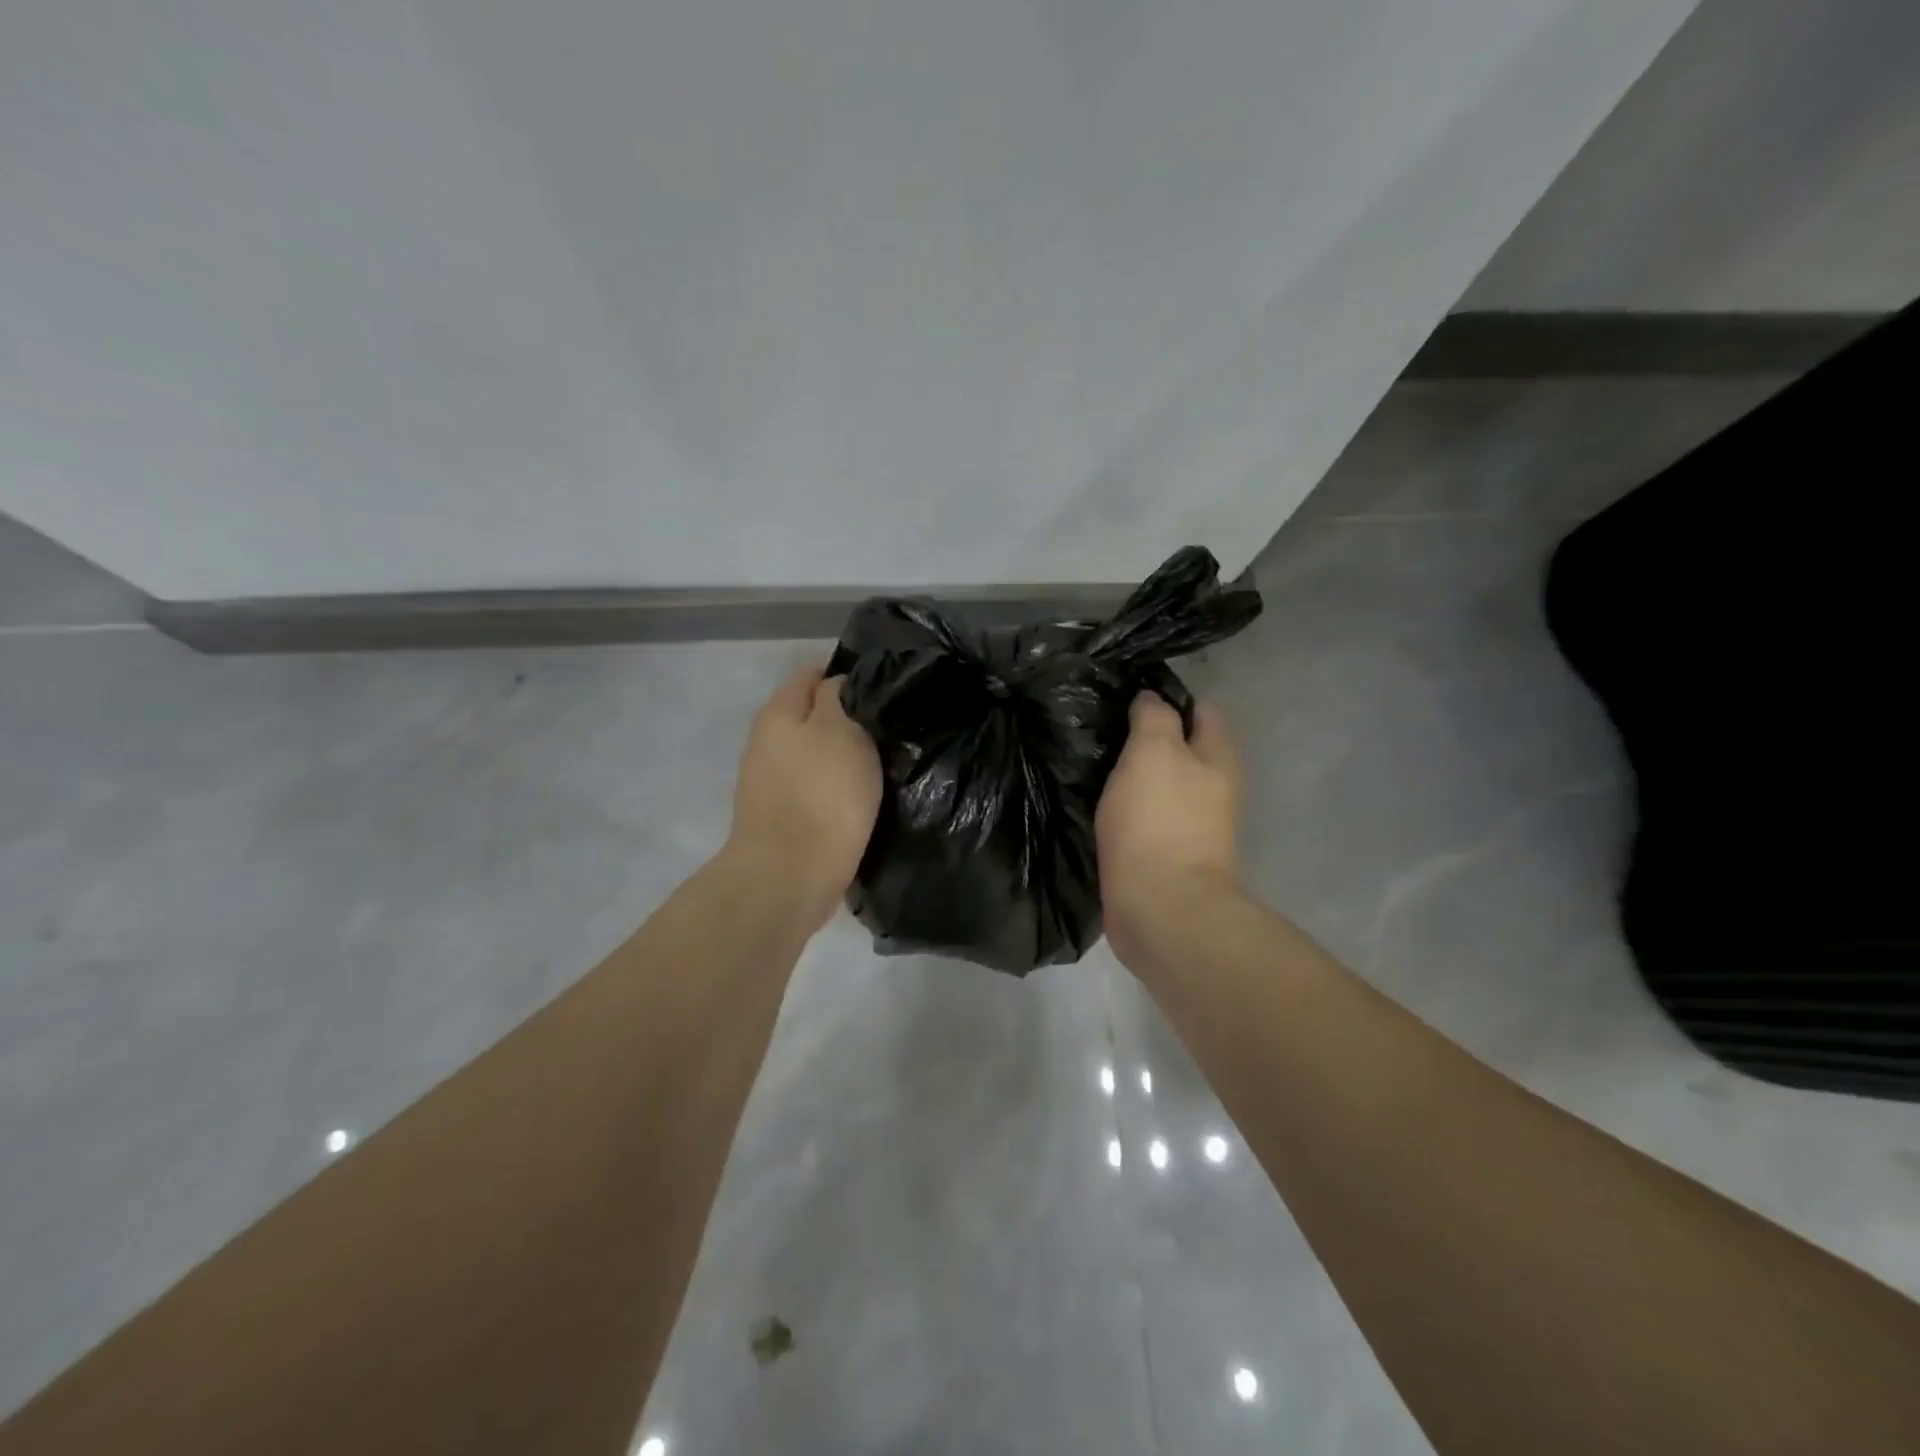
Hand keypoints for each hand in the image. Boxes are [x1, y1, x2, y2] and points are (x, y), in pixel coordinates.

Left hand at [728, 666, 882, 930]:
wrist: (791, 874)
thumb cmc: (823, 794)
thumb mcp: (840, 729)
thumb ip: (838, 698)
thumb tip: (837, 685)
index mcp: (778, 712)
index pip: (811, 675)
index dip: (847, 677)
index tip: (882, 690)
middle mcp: (767, 741)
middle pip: (811, 716)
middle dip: (846, 719)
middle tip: (888, 729)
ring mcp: (770, 781)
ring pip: (815, 754)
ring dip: (842, 756)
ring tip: (882, 762)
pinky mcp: (782, 816)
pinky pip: (815, 787)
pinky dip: (836, 787)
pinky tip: (862, 795)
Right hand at [1096, 694, 1242, 967]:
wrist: (1160, 907)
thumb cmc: (1158, 820)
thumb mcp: (1154, 751)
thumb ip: (1154, 717)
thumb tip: (1151, 698)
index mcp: (1218, 756)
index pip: (1201, 709)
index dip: (1166, 698)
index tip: (1124, 698)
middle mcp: (1213, 786)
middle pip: (1181, 748)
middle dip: (1145, 738)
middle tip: (1102, 731)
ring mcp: (1192, 823)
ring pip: (1161, 783)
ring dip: (1133, 774)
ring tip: (1093, 763)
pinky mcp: (1167, 852)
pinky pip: (1146, 816)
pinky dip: (1127, 807)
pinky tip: (1099, 803)